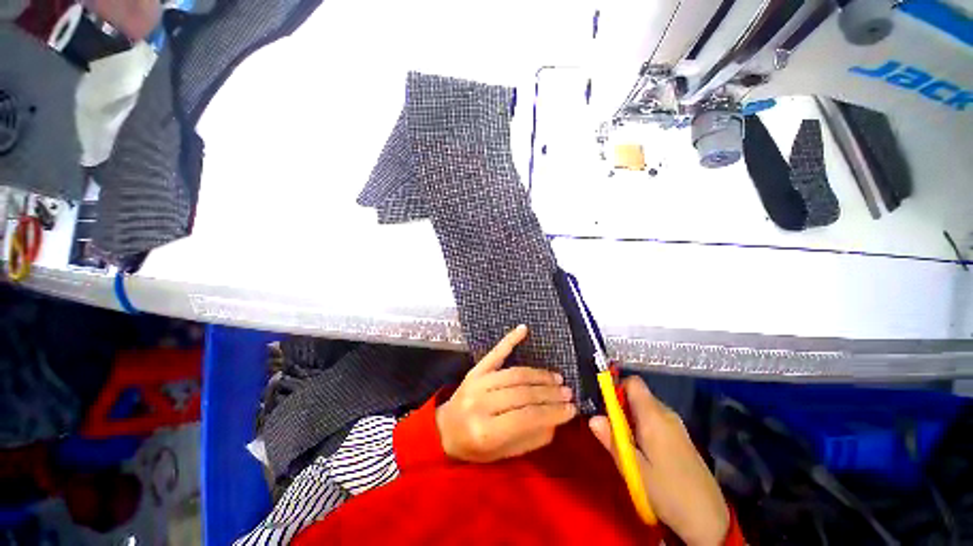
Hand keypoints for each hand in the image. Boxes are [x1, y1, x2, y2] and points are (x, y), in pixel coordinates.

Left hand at [436, 325, 576, 462]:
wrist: (443, 430)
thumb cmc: (474, 448)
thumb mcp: (503, 454)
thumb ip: (531, 438)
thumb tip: (556, 419)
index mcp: (486, 431)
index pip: (527, 417)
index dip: (552, 412)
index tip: (572, 409)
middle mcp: (480, 404)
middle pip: (522, 393)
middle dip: (549, 393)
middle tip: (568, 392)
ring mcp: (477, 382)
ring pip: (515, 374)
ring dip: (539, 375)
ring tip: (557, 378)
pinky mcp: (475, 370)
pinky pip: (495, 353)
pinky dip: (510, 339)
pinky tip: (523, 329)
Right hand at [590, 377, 728, 545]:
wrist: (709, 519)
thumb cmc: (668, 491)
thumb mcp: (634, 469)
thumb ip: (612, 440)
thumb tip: (592, 417)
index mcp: (654, 416)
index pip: (633, 382)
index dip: (616, 387)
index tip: (604, 404)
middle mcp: (666, 414)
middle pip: (638, 395)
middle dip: (621, 405)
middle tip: (610, 428)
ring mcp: (676, 426)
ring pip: (646, 408)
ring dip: (631, 418)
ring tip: (624, 443)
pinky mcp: (681, 437)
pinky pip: (655, 420)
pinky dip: (643, 427)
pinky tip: (642, 451)